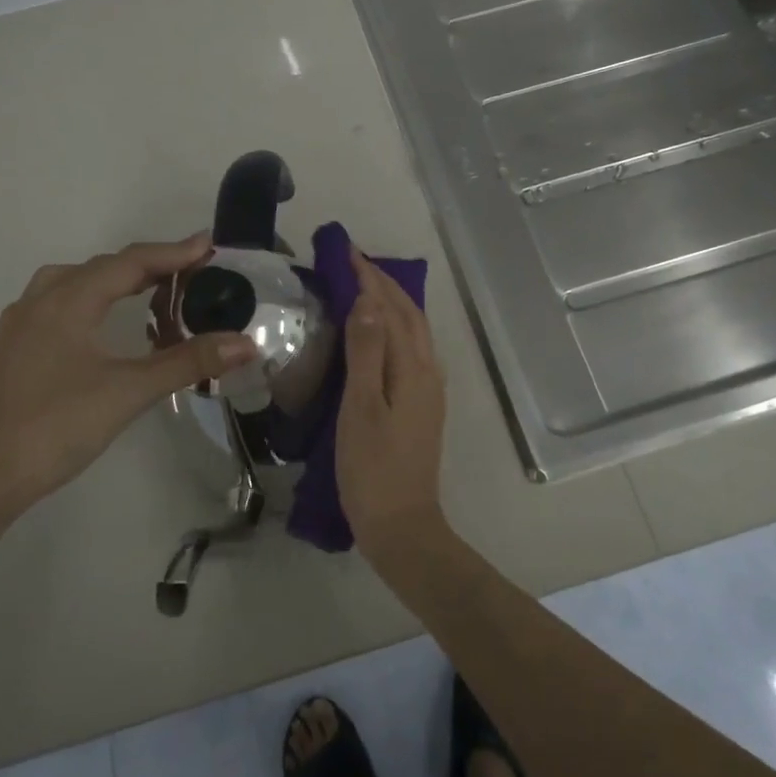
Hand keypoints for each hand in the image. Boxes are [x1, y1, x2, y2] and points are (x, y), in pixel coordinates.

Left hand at [0, 235, 255, 520]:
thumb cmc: (56, 427)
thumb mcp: (129, 392)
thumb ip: (188, 362)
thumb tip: (245, 342)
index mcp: (68, 301)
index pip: (130, 263)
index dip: (173, 253)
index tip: (209, 245)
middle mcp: (40, 301)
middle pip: (102, 267)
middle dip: (149, 265)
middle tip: (190, 271)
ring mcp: (20, 325)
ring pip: (74, 282)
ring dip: (116, 279)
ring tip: (149, 290)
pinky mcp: (12, 348)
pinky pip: (58, 303)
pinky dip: (91, 299)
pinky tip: (101, 324)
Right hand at [336, 249, 447, 559]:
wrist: (401, 525)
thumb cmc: (373, 468)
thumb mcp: (362, 408)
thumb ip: (367, 353)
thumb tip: (368, 302)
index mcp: (414, 368)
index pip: (391, 309)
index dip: (370, 278)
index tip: (346, 251)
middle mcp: (428, 371)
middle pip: (409, 315)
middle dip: (383, 283)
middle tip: (352, 261)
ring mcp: (429, 389)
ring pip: (414, 331)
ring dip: (392, 302)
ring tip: (364, 286)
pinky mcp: (422, 404)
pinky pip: (411, 349)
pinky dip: (395, 327)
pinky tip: (378, 333)